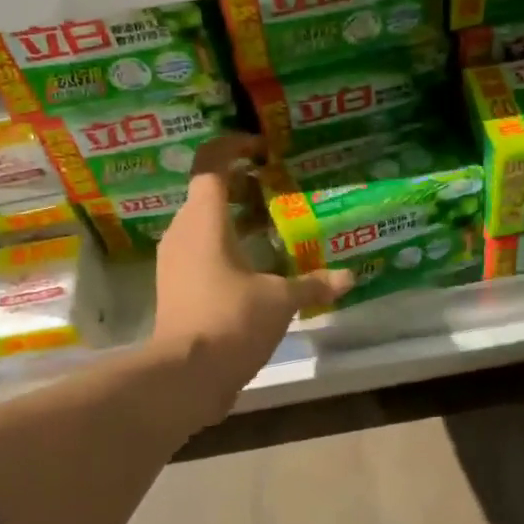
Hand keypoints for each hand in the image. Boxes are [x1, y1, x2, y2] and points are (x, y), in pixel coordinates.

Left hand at [151, 135, 351, 414]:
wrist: (184, 376)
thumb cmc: (230, 321)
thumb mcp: (280, 301)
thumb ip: (313, 285)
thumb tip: (348, 278)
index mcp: (204, 221)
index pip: (210, 164)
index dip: (233, 146)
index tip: (261, 148)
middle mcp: (182, 233)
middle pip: (207, 193)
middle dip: (241, 185)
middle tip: (277, 188)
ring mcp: (175, 262)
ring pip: (204, 225)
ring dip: (234, 220)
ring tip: (272, 226)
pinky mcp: (176, 288)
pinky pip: (201, 252)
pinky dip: (227, 248)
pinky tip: (256, 266)